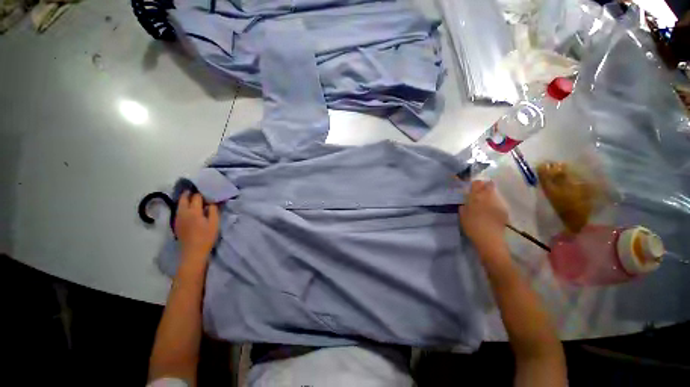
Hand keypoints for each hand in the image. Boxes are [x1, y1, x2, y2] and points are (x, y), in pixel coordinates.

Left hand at [175, 192, 219, 262]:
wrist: (193, 252)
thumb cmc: (206, 237)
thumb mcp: (215, 223)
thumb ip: (213, 211)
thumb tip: (212, 202)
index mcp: (194, 211)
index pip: (196, 197)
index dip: (202, 193)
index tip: (207, 191)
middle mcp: (183, 212)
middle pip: (184, 198)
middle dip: (189, 193)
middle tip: (197, 190)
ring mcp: (178, 218)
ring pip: (180, 204)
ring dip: (185, 199)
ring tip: (192, 197)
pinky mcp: (176, 223)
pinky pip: (178, 210)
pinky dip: (183, 206)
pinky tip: (189, 208)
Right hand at [459, 180, 508, 252]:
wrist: (489, 239)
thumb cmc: (472, 227)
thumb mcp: (462, 215)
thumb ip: (464, 206)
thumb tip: (466, 202)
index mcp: (476, 197)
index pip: (477, 184)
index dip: (474, 184)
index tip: (472, 186)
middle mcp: (488, 197)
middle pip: (489, 185)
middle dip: (485, 186)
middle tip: (480, 191)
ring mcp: (498, 203)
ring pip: (495, 192)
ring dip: (490, 194)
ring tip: (485, 201)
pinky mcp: (504, 210)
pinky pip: (499, 201)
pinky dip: (494, 202)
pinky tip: (491, 209)